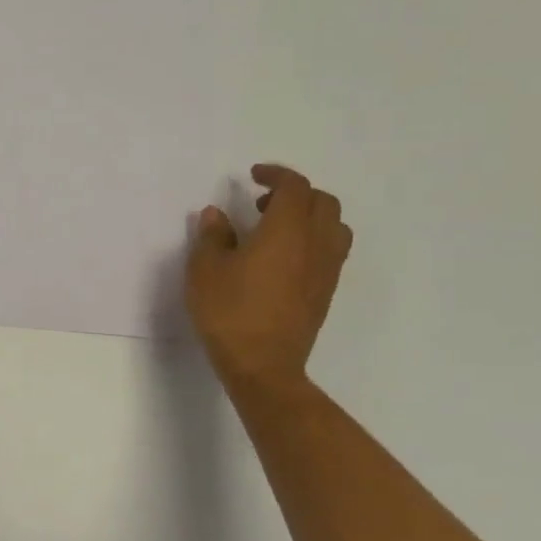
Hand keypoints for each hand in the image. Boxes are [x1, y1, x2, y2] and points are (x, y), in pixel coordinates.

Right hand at [187, 164, 352, 390]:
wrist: (263, 365)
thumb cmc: (229, 312)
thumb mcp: (205, 270)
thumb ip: (212, 236)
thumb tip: (217, 215)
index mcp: (286, 230)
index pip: (294, 187)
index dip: (276, 174)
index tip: (253, 176)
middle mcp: (315, 243)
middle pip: (323, 202)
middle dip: (296, 193)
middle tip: (263, 203)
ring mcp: (326, 270)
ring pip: (334, 226)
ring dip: (311, 217)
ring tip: (278, 229)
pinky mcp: (326, 292)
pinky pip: (331, 251)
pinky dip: (313, 241)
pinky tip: (284, 259)